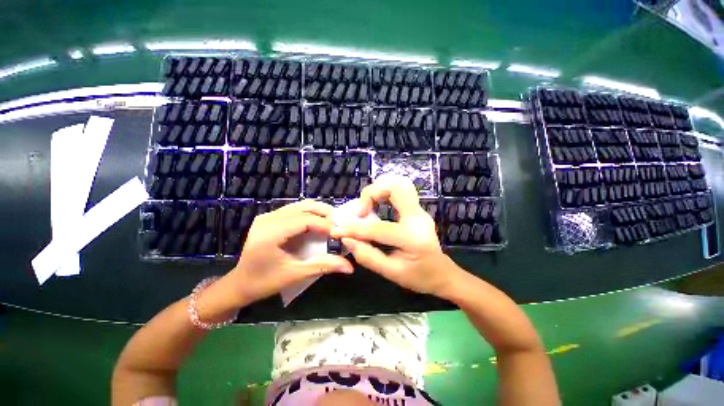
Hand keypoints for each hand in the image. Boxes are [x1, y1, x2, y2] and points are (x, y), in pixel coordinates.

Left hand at [227, 200, 353, 304]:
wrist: (239, 284)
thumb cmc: (264, 282)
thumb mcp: (295, 275)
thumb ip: (323, 266)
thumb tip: (350, 266)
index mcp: (270, 233)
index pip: (305, 220)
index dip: (325, 225)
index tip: (340, 234)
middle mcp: (268, 219)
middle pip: (303, 207)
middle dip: (324, 214)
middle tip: (339, 225)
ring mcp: (267, 216)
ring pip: (300, 205)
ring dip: (318, 212)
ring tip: (331, 223)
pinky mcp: (269, 218)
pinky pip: (294, 210)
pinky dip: (309, 213)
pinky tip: (317, 223)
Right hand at [331, 175, 460, 295]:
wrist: (442, 273)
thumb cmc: (419, 277)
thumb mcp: (391, 273)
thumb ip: (367, 256)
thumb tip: (346, 239)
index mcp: (412, 237)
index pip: (378, 228)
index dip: (354, 229)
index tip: (337, 230)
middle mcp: (418, 217)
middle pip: (396, 187)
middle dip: (373, 193)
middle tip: (361, 210)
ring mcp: (419, 211)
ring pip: (399, 184)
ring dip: (379, 190)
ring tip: (367, 207)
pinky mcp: (416, 209)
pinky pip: (400, 192)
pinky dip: (384, 193)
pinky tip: (376, 205)